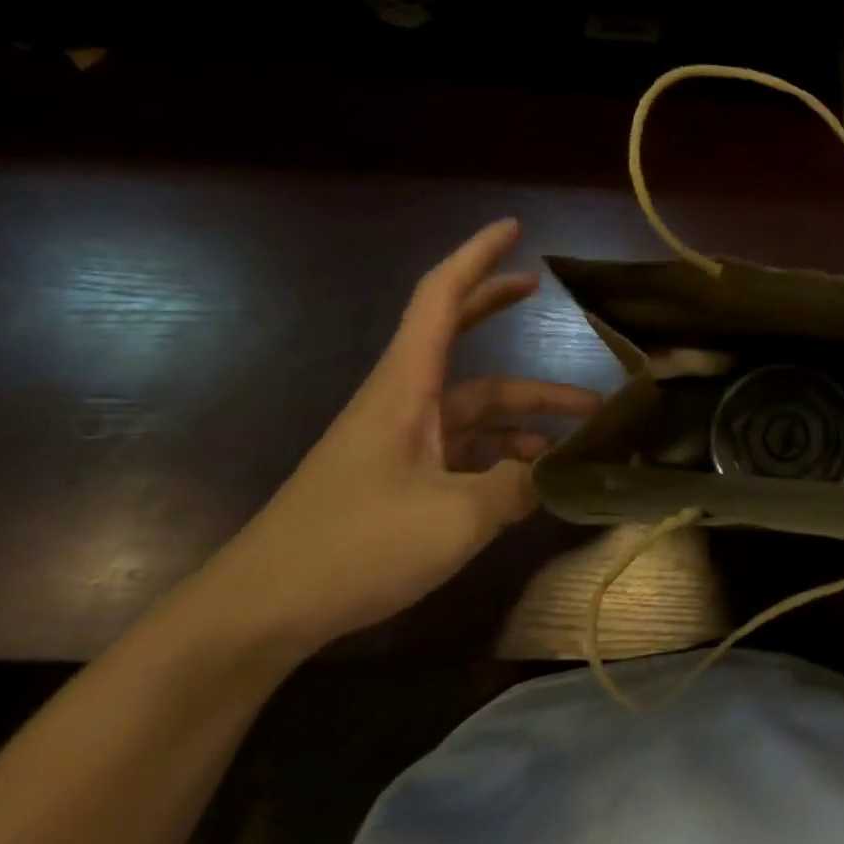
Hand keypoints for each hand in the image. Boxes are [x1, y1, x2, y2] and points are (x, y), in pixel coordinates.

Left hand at [189, 220, 599, 660]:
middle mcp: (405, 402)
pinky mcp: (401, 477)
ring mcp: (403, 441)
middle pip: (457, 335)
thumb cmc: (353, 548)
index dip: (478, 257)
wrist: (259, 614)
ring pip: (476, 405)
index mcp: (407, 388)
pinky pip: (466, 448)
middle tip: (540, 285)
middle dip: (498, 306)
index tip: (513, 229)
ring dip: (527, 411)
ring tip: (584, 429)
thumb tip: (554, 472)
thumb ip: (518, 487)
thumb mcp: (456, 518)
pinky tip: (536, 480)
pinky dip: (505, 453)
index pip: (441, 298)